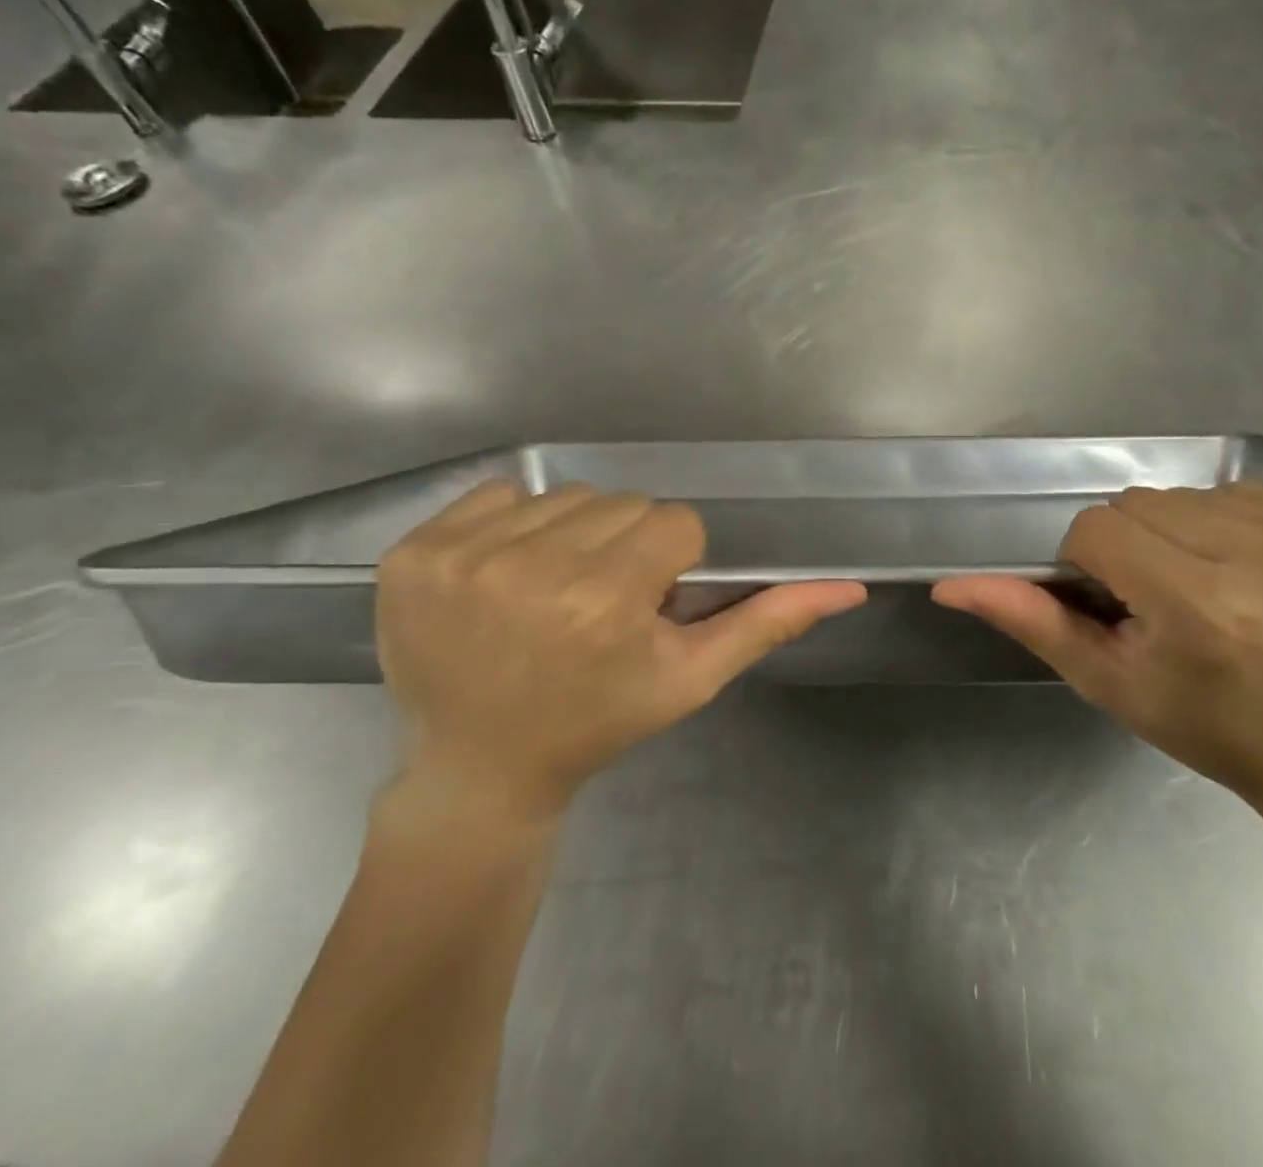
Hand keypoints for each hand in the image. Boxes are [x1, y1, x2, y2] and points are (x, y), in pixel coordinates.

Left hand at [376, 482, 865, 820]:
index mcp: (605, 600)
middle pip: (620, 504)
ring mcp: (463, 556)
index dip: (670, 564)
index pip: (674, 524)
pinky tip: (504, 578)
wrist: (480, 768)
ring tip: (554, 591)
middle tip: (600, 601)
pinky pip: (497, 496)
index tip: (645, 603)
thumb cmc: (596, 723)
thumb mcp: (689, 678)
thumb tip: (849, 587)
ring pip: (564, 496)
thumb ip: (766, 623)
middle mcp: (532, 566)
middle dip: (625, 545)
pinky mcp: (413, 552)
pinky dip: (513, 526)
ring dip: (572, 534)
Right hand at [934, 483, 1262, 822]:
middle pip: (1147, 502)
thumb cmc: (1213, 727)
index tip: (1122, 601)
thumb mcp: (1111, 683)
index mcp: (1203, 608)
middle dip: (1140, 545)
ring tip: (1224, 588)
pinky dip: (1249, 527)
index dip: (1093, 563)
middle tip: (1172, 599)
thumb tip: (948, 585)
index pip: (1098, 528)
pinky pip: (1262, 494)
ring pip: (1201, 494)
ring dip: (1193, 533)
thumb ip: (1032, 622)